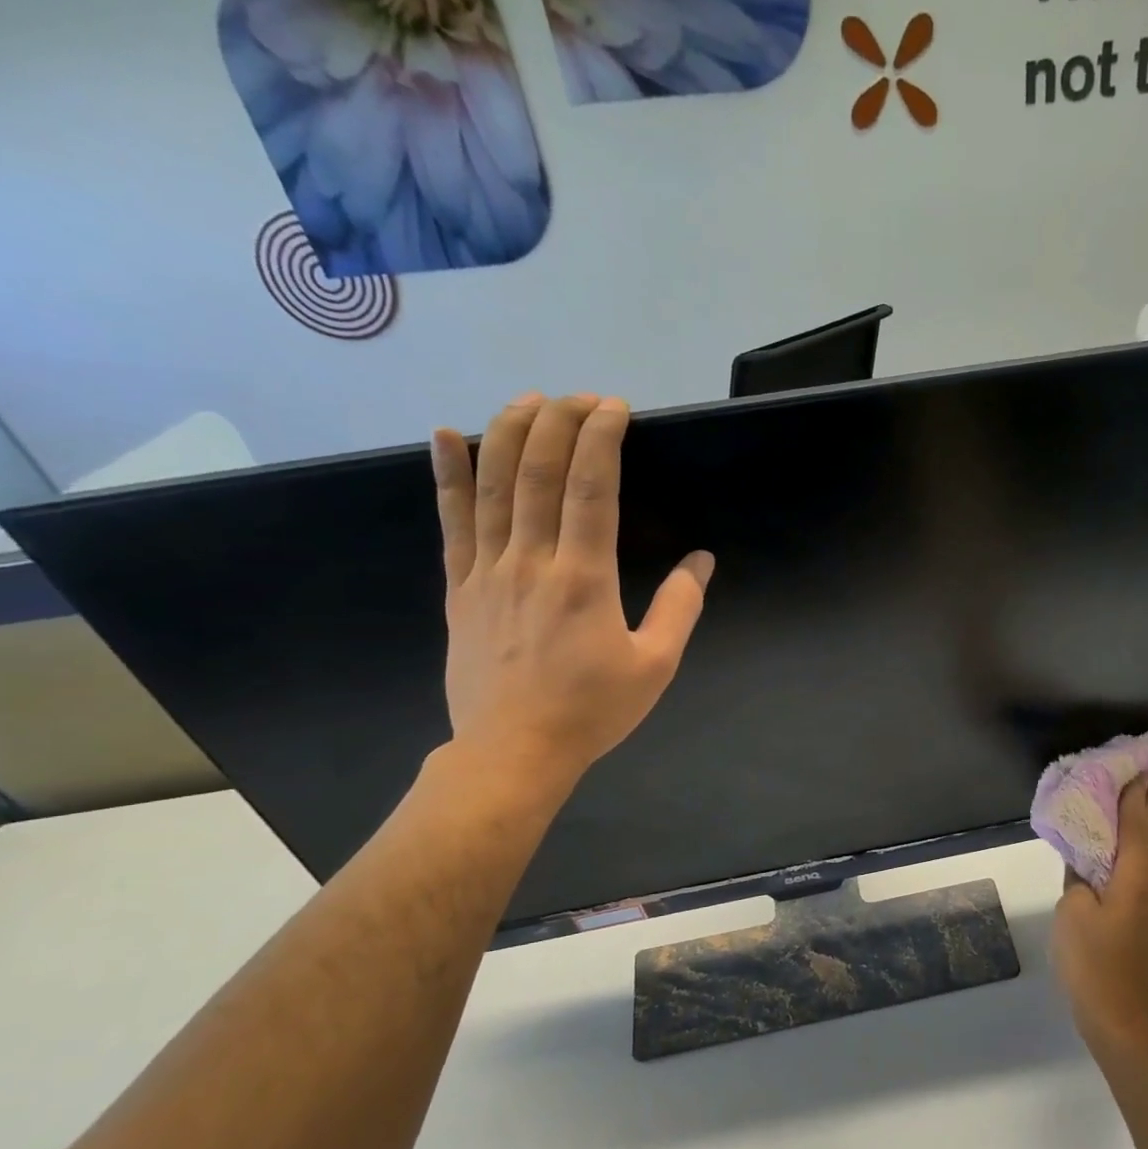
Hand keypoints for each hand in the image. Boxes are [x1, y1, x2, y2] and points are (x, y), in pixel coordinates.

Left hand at [430, 393, 712, 798]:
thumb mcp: (655, 665)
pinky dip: (448, 476)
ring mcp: (488, 571)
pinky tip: (447, 437)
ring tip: (528, 400)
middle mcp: (532, 562)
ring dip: (510, 434)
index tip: (615, 408)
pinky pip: (452, 522)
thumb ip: (678, 608)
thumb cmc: (592, 711)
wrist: (514, 751)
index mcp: (584, 579)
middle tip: (580, 396)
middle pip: (539, 473)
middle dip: (560, 423)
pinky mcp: (460, 588)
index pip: (591, 488)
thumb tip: (700, 562)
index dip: (602, 439)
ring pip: (494, 487)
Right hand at [1051, 776, 1147, 1053]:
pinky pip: (1146, 875)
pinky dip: (1138, 853)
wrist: (1121, 1021)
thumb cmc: (1092, 962)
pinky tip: (1125, 854)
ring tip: (1138, 804)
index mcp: (1136, 878)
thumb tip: (1087, 863)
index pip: (1138, 824)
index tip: (1137, 765)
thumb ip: (1079, 878)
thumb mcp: (1073, 912)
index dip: (1135, 794)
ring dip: (1147, 827)